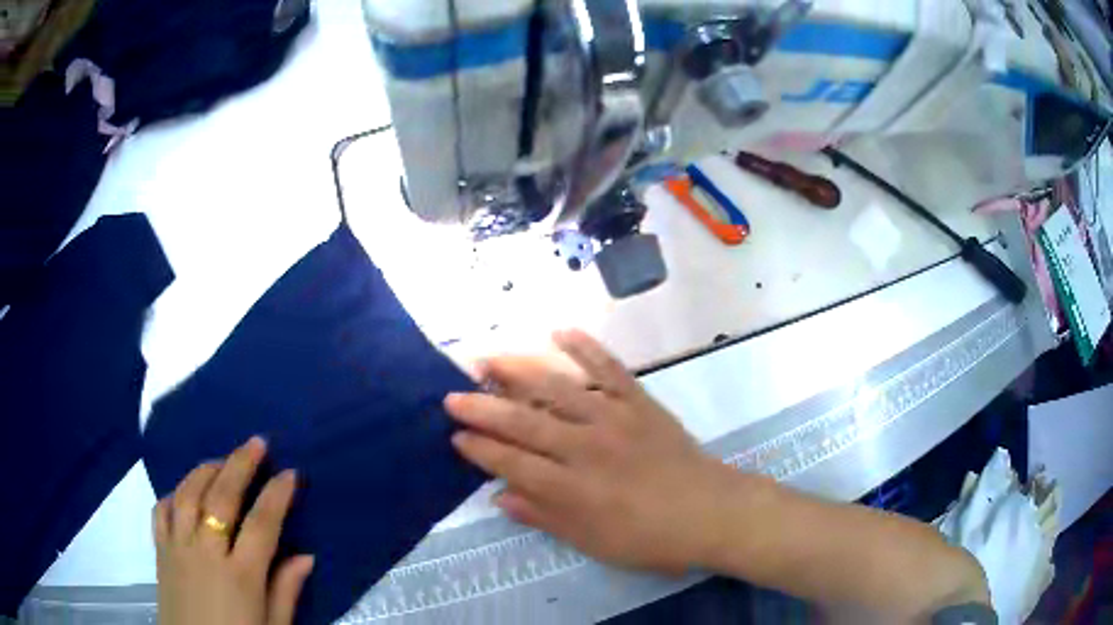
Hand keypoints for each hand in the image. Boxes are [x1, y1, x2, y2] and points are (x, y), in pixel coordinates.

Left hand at [154, 437, 313, 624]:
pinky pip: (162, 510)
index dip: (277, 496)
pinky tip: (185, 490)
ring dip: (206, 470)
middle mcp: (206, 553)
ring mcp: (178, 548)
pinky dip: (174, 493)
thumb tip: (306, 556)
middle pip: (221, 498)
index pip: (261, 525)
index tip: (290, 473)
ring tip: (222, 459)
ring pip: (188, 494)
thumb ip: (286, 591)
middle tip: (258, 442)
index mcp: (241, 577)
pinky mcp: (160, 551)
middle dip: (241, 465)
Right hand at [444, 330, 733, 573]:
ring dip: (518, 371)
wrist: (712, 513)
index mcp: (572, 488)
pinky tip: (561, 331)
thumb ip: (545, 518)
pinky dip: (586, 347)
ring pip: (557, 388)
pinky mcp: (641, 402)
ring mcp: (614, 419)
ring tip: (487, 360)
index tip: (455, 436)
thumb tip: (499, 497)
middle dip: (482, 409)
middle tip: (451, 396)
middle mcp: (586, 447)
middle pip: (523, 423)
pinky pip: (610, 369)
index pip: (511, 463)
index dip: (480, 450)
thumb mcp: (593, 543)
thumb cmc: (651, 539)